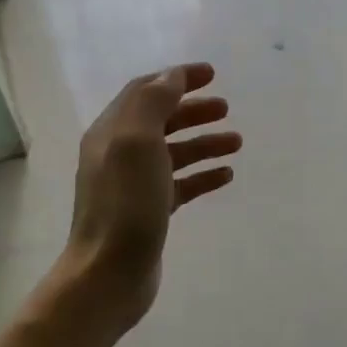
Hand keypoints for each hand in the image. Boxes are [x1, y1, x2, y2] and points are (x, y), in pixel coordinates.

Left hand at [55, 62, 239, 331]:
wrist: (109, 272)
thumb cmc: (125, 204)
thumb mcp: (137, 142)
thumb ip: (154, 103)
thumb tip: (172, 76)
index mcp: (112, 132)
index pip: (145, 91)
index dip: (177, 78)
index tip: (212, 74)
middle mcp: (118, 153)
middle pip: (161, 120)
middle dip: (194, 110)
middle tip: (227, 108)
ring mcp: (133, 184)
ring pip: (174, 153)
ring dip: (204, 143)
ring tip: (237, 143)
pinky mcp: (149, 211)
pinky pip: (180, 184)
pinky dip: (203, 175)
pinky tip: (226, 176)